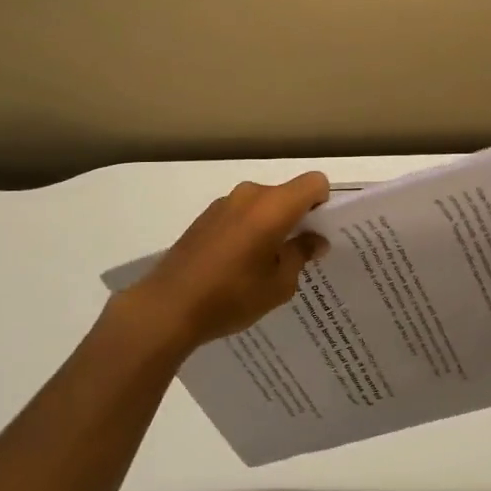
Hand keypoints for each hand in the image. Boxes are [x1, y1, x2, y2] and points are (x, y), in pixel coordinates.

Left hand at [120, 172, 330, 353]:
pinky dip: (248, 231)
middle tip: (296, 254)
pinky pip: (240, 215)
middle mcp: (249, 195)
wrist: (167, 307)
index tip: (317, 232)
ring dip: (270, 225)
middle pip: (286, 194)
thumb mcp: (279, 284)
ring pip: (262, 205)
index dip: (323, 203)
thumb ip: (301, 254)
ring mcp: (223, 204)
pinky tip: (237, 265)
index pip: (314, 182)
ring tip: (264, 265)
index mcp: (273, 206)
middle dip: (297, 218)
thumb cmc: (231, 296)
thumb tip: (313, 240)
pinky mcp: (204, 217)